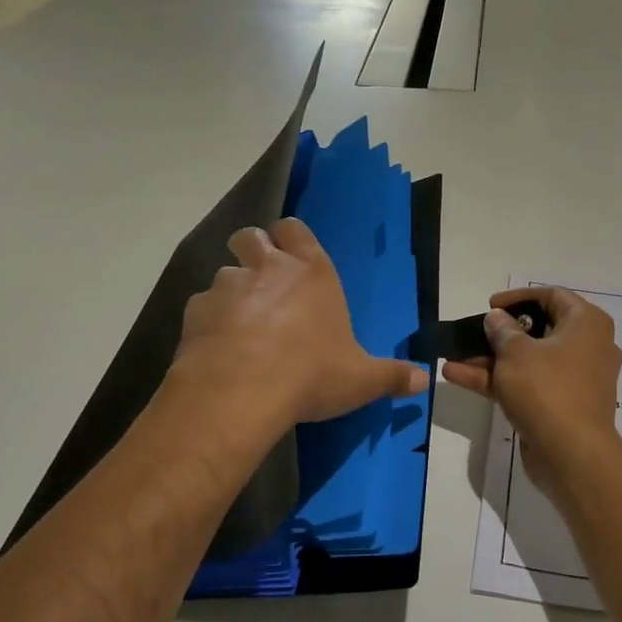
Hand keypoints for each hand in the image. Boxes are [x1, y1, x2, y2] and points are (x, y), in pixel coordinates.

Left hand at [169, 218, 427, 439]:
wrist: (242, 392)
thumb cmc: (311, 374)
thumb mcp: (361, 379)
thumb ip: (392, 376)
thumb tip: (425, 379)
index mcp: (312, 272)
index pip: (295, 229)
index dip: (290, 238)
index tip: (291, 257)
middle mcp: (267, 267)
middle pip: (250, 236)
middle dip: (253, 251)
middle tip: (262, 283)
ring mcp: (227, 286)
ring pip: (223, 272)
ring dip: (231, 291)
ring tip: (239, 324)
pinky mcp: (196, 311)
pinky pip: (201, 306)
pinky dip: (209, 321)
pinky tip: (217, 347)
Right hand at [441, 287, 621, 487]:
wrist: (572, 456)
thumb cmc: (547, 390)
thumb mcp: (515, 353)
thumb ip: (501, 330)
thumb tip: (497, 318)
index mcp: (586, 324)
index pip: (552, 296)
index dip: (518, 297)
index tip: (490, 306)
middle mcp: (587, 347)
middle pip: (538, 330)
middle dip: (499, 333)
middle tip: (473, 333)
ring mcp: (574, 379)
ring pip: (528, 361)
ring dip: (490, 359)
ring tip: (453, 357)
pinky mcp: (561, 406)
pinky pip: (528, 384)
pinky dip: (498, 380)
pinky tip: (458, 377)